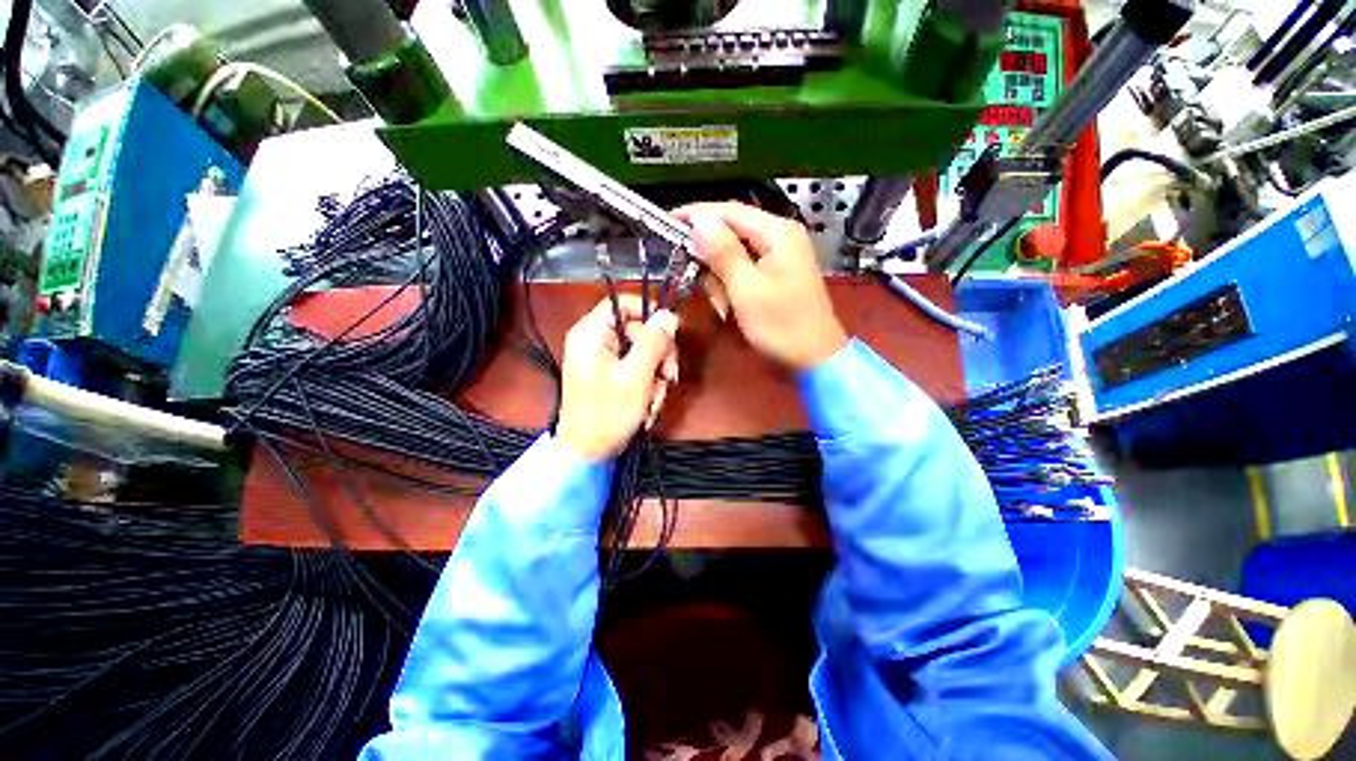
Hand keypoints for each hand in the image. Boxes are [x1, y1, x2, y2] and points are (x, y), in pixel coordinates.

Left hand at [555, 295, 679, 460]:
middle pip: (638, 330)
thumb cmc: (607, 414)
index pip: (623, 303)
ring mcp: (602, 360)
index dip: (649, 313)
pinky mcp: (610, 375)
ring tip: (654, 398)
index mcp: (592, 334)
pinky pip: (637, 369)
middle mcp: (595, 342)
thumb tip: (669, 316)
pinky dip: (648, 384)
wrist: (589, 452)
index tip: (669, 333)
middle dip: (659, 354)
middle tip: (668, 375)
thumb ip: (654, 342)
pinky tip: (648, 403)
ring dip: (656, 374)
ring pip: (643, 352)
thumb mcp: (636, 375)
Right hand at [675, 202, 846, 370]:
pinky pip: (745, 267)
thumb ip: (723, 253)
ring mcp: (781, 254)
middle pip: (732, 229)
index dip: (696, 215)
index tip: (668, 222)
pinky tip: (730, 303)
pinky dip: (732, 283)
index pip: (729, 210)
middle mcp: (781, 235)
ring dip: (721, 275)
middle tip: (692, 275)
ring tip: (721, 303)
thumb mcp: (746, 290)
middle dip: (710, 253)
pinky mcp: (778, 271)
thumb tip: (699, 221)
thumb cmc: (782, 326)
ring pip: (736, 251)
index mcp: (777, 232)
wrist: (815, 357)